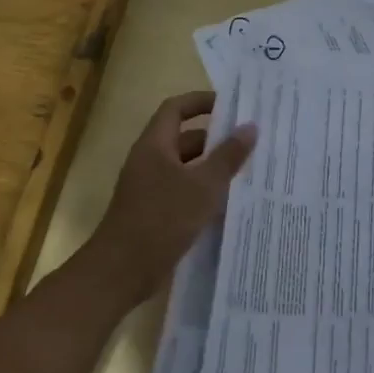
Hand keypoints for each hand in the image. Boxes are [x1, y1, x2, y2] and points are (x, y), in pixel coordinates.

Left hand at [82, 91, 255, 304]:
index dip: (201, 102)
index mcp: (154, 146)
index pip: (176, 109)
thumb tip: (250, 127)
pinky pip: (184, 192)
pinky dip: (205, 192)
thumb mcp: (203, 186)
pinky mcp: (155, 213)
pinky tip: (230, 203)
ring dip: (213, 167)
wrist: (122, 270)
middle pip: (184, 139)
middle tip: (250, 141)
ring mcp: (150, 189)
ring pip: (187, 168)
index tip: (232, 106)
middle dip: (216, 138)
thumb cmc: (162, 219)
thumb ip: (228, 156)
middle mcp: (150, 162)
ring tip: (248, 170)